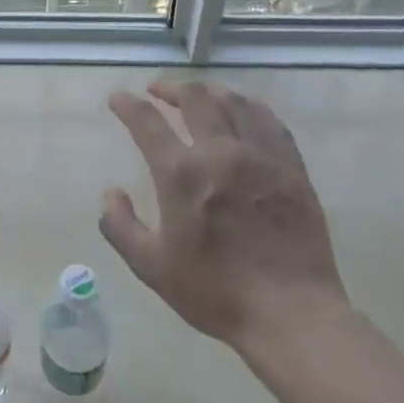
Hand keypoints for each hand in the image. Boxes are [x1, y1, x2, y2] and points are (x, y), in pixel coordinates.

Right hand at [100, 80, 347, 347]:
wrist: (291, 314)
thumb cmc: (215, 292)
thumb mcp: (151, 268)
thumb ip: (121, 227)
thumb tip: (111, 193)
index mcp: (181, 174)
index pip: (147, 122)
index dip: (128, 104)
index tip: (118, 98)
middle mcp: (220, 152)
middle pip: (194, 98)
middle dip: (170, 88)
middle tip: (157, 92)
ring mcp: (261, 156)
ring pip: (233, 102)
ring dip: (209, 92)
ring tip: (197, 95)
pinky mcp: (292, 167)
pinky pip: (269, 121)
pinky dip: (249, 107)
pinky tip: (243, 110)